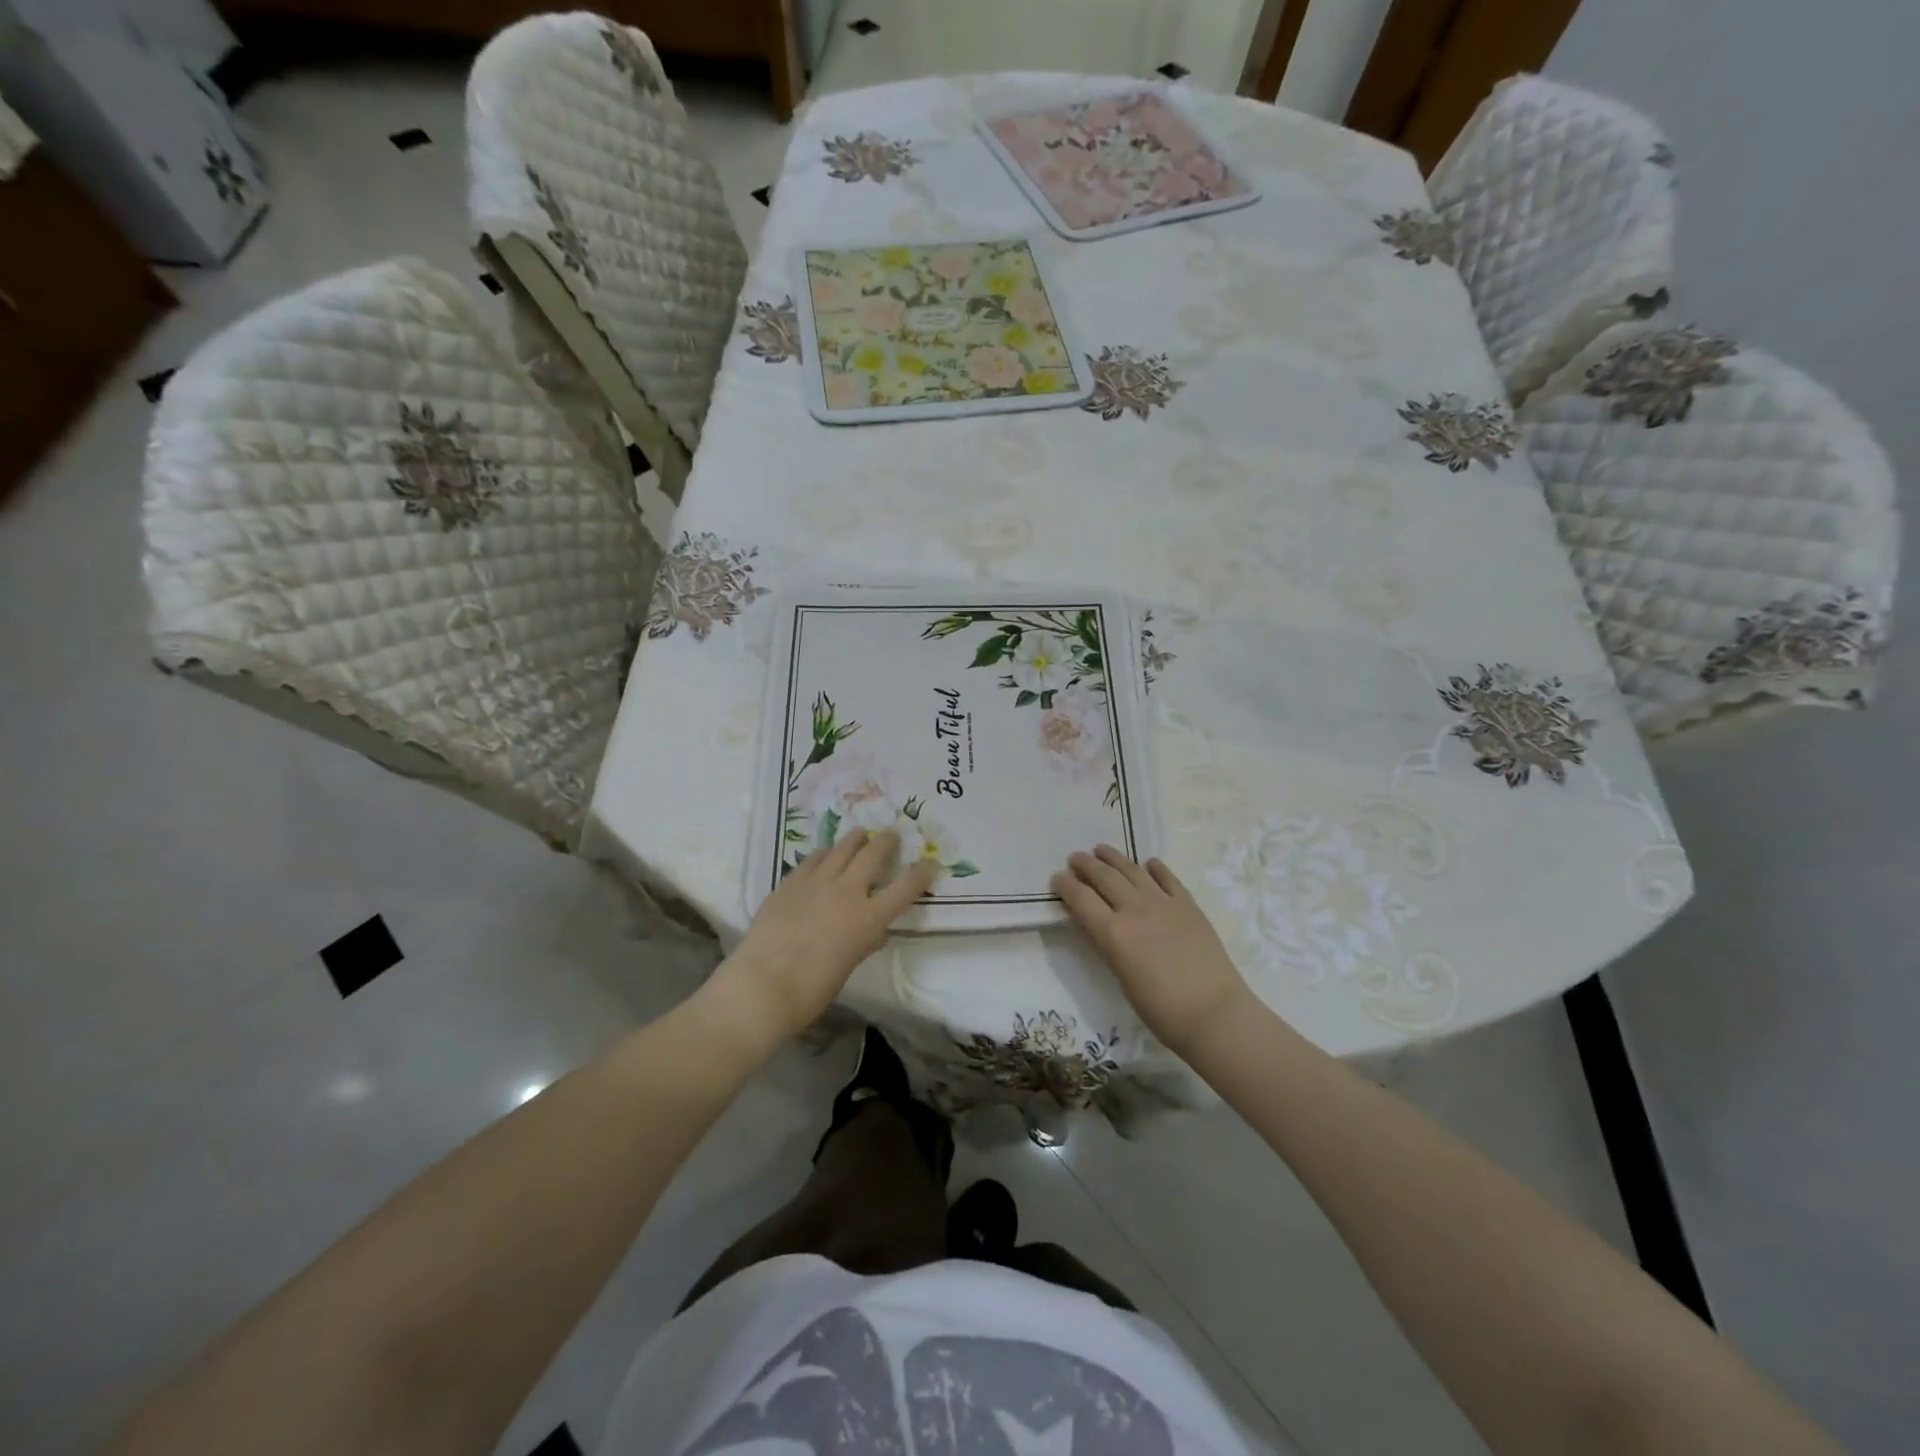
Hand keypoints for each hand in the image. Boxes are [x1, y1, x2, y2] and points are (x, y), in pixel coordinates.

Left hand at [705, 828, 937, 1052]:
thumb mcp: (849, 965)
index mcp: (869, 918)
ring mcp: (816, 882)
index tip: (931, 864)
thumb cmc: (812, 989)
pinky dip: (825, 854)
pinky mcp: (790, 882)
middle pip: (873, 854)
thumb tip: (873, 933)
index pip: (906, 888)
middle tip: (892, 835)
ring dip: (855, 839)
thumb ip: (863, 942)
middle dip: (886, 841)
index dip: (922, 873)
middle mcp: (847, 891)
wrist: (763, 985)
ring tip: (860, 834)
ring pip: (842, 848)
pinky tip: (825, 854)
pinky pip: (813, 859)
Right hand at [1052, 844, 1253, 1055]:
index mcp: (1113, 933)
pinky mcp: (1188, 905)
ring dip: (1114, 858)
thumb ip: (1107, 944)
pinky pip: (1168, 878)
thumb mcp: (1121, 977)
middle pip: (1105, 877)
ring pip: (1133, 871)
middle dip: (1086, 865)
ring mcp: (1164, 903)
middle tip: (1075, 858)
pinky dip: (1155, 868)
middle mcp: (1135, 910)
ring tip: (1102, 849)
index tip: (1057, 878)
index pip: (1081, 899)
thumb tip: (1095, 924)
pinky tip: (1148, 864)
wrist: (1214, 1013)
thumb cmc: (1161, 1009)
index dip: (1065, 886)